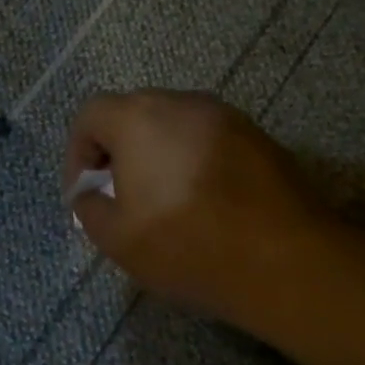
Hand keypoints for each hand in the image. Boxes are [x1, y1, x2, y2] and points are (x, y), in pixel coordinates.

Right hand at [62, 90, 340, 321]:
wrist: (285, 261)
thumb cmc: (188, 245)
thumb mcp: (116, 239)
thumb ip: (89, 207)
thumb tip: (91, 193)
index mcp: (138, 118)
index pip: (91, 114)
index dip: (78, 152)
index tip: (86, 191)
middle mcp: (181, 102)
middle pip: (133, 112)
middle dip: (118, 149)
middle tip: (121, 193)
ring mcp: (225, 116)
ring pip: (174, 124)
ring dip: (158, 152)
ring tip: (164, 198)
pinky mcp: (258, 136)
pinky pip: (209, 138)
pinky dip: (194, 159)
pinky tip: (205, 200)